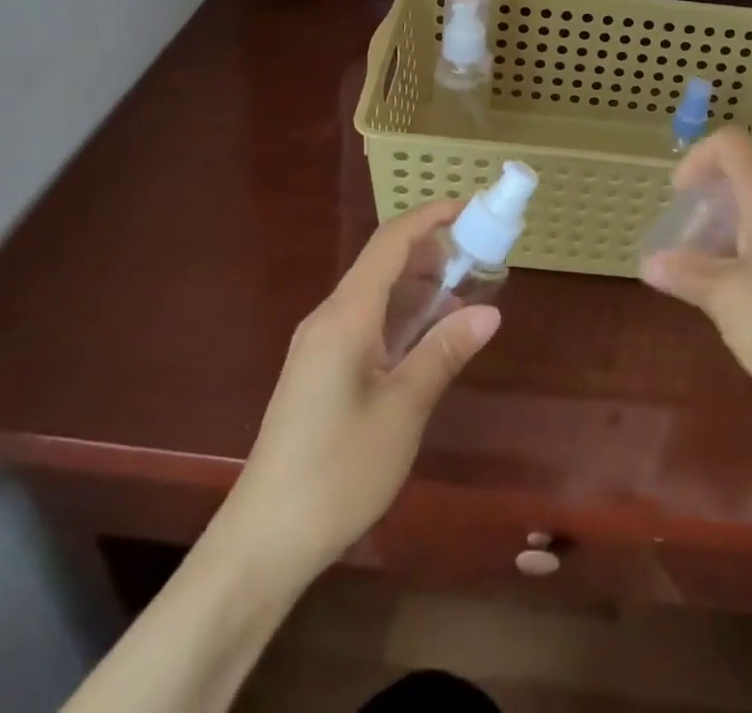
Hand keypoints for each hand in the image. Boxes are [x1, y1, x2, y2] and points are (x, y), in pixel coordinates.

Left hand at [218, 200, 499, 576]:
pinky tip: (429, 336)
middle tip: (482, 257)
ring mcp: (320, 345)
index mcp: (346, 315)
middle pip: (383, 263)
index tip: (472, 208)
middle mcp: (329, 318)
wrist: (261, 543)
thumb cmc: (336, 472)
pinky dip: (402, 315)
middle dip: (432, 251)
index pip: (391, 242)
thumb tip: (489, 311)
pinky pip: (366, 322)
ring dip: (419, 285)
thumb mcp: (403, 411)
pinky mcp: (319, 371)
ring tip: (466, 292)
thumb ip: (444, 352)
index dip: (431, 217)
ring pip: (376, 294)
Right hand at [641, 128, 751, 432]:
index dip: (697, 159)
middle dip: (710, 204)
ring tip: (711, 277)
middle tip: (687, 247)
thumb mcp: (728, 302)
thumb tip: (651, 263)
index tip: (679, 199)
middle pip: (748, 176)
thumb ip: (687, 274)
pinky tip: (748, 294)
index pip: (731, 145)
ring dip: (731, 229)